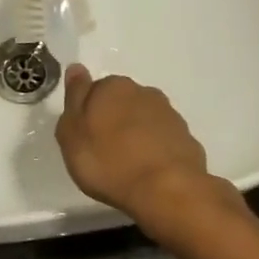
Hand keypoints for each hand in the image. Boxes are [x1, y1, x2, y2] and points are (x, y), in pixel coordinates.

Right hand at [55, 65, 240, 243]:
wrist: (165, 189)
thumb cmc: (109, 162)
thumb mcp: (72, 133)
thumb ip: (74, 98)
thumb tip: (77, 68)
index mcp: (113, 86)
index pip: (95, 89)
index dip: (88, 112)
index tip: (84, 135)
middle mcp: (144, 92)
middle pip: (122, 102)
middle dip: (114, 120)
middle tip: (103, 151)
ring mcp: (169, 115)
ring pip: (144, 119)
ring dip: (136, 134)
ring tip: (127, 165)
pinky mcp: (186, 138)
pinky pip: (163, 140)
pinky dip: (155, 150)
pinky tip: (149, 171)